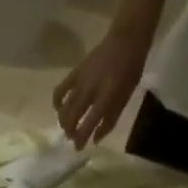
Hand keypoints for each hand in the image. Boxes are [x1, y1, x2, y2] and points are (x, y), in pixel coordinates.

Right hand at [52, 29, 149, 148]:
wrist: (126, 40)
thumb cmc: (131, 70)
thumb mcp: (125, 97)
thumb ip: (110, 119)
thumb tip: (95, 139)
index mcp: (106, 97)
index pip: (88, 124)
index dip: (81, 138)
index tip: (78, 148)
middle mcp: (90, 91)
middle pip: (72, 117)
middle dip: (70, 131)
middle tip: (72, 138)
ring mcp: (80, 82)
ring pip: (64, 107)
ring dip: (63, 121)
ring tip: (66, 126)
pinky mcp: (75, 73)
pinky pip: (60, 90)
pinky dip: (56, 101)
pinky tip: (58, 108)